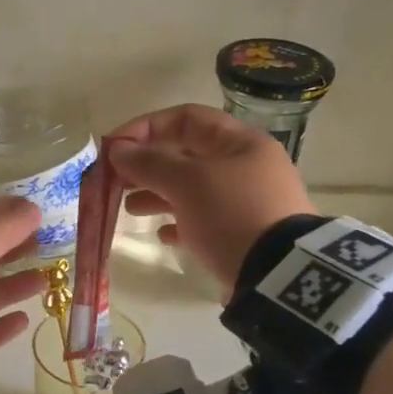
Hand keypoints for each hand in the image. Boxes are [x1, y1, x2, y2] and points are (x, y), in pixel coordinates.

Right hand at [107, 104, 313, 287]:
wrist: (279, 274)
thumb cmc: (231, 214)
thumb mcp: (187, 183)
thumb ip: (149, 163)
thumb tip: (118, 150)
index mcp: (240, 142)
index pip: (186, 119)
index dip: (146, 128)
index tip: (114, 148)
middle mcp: (246, 167)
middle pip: (187, 155)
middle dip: (147, 165)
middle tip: (116, 181)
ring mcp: (246, 202)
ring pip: (192, 189)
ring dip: (157, 194)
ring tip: (130, 209)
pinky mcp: (243, 235)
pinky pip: (204, 221)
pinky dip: (179, 223)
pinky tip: (162, 235)